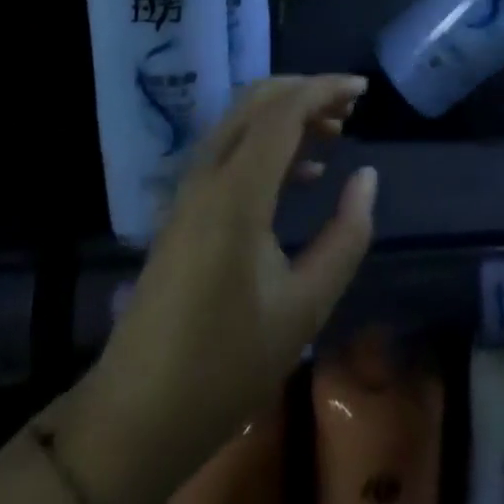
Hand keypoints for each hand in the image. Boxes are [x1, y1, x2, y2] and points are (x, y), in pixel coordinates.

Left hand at [50, 76, 376, 503]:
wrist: (136, 416)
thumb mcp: (304, 307)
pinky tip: (303, 174)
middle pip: (257, 101)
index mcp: (236, 191)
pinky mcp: (185, 208)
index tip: (364, 87)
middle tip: (350, 108)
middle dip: (306, 92)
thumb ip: (345, 236)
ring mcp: (190, 189)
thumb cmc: (227, 364)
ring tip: (335, 133)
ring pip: (242, 122)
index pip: (283, 111)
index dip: (325, 89)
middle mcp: (208, 175)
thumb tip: (367, 177)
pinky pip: (230, 150)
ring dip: (287, 115)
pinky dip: (268, 143)